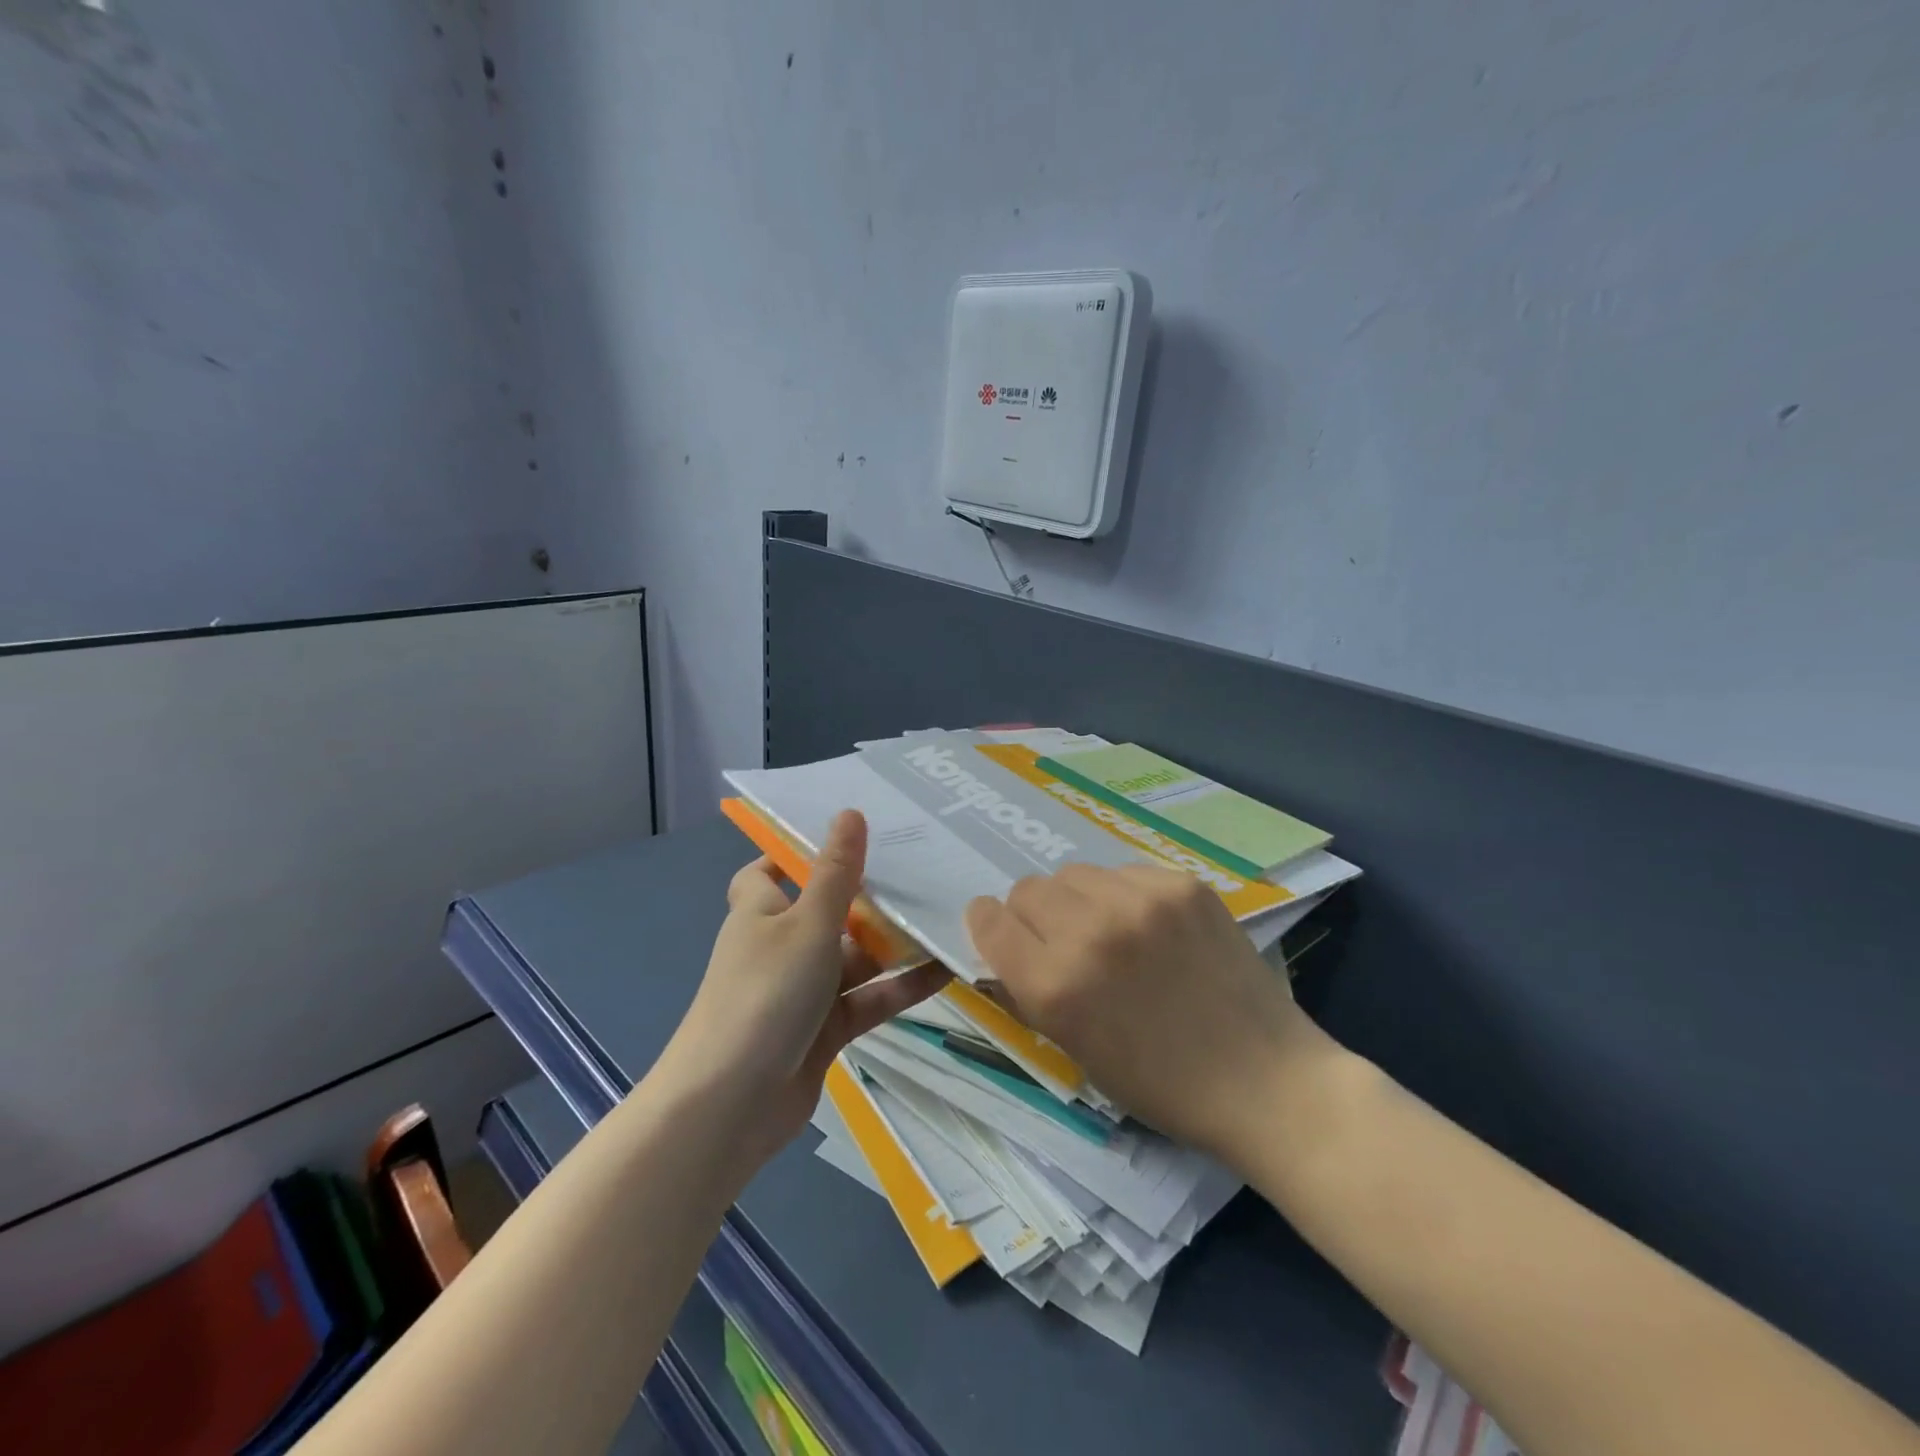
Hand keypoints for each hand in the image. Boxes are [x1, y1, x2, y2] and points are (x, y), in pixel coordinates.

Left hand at [662, 810, 948, 1177]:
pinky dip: (901, 987)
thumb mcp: (807, 923)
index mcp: (761, 912)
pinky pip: (868, 999)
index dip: (797, 853)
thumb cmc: (765, 994)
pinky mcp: (825, 1030)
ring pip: (854, 958)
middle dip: (868, 897)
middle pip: (826, 912)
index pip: (768, 872)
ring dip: (893, 944)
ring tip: (946, 915)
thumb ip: (836, 873)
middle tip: (922, 869)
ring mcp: (803, 991)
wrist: (731, 1105)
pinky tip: (946, 971)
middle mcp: (780, 946)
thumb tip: (849, 812)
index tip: (846, 836)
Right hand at [965, 864, 1329, 1157]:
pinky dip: (1125, 895)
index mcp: (1055, 986)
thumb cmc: (1160, 1084)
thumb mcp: (1075, 1048)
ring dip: (1079, 899)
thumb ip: (1031, 989)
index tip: (1003, 932)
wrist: (1262, 1080)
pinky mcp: (1181, 885)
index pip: (990, 920)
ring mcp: (1140, 901)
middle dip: (1035, 914)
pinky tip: (1153, 928)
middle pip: (1029, 888)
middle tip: (1064, 941)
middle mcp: (1090, 932)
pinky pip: (1125, 872)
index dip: (990, 925)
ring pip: (1075, 873)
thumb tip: (1007, 944)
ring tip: (1112, 931)